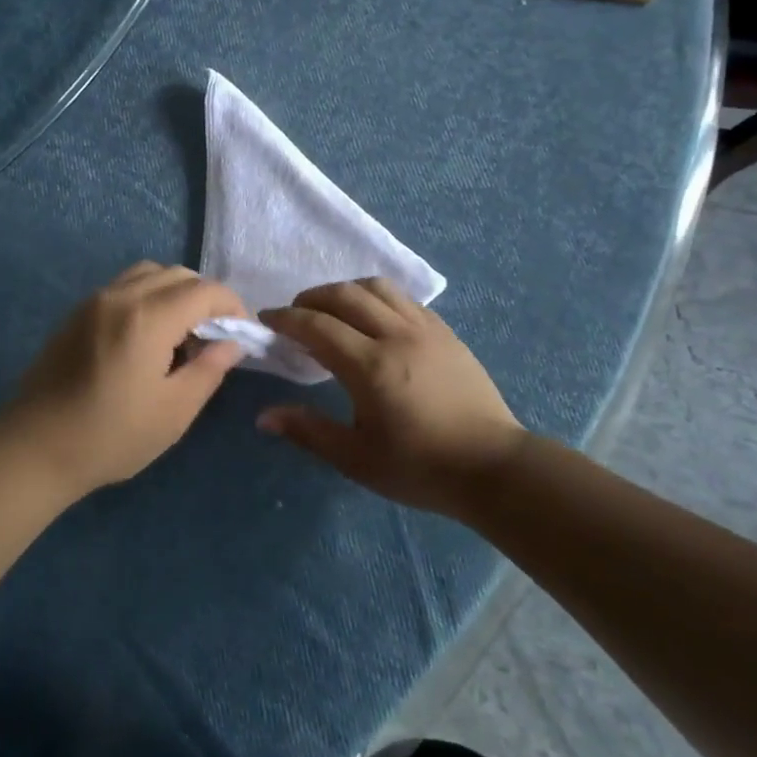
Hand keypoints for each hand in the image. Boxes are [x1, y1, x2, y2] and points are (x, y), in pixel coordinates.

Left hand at [0, 262, 247, 500]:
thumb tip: (232, 343)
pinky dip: (148, 296)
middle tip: (214, 336)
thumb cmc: (110, 436)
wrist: (34, 448)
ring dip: (175, 292)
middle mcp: (121, 296)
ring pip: (149, 273)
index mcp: (148, 318)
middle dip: (206, 298)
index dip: (232, 307)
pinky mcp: (78, 312)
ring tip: (180, 333)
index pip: (205, 291)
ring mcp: (95, 300)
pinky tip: (147, 336)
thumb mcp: (173, 411)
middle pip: (178, 274)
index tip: (242, 334)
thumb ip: (209, 369)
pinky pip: (125, 286)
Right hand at [257, 278, 523, 517]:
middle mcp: (396, 335)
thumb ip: (308, 431)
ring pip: (377, 288)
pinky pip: (404, 299)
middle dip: (312, 297)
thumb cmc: (420, 467)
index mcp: (370, 366)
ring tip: (332, 310)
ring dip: (346, 290)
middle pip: (345, 295)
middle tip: (295, 313)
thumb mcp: (356, 458)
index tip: (266, 319)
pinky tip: (373, 318)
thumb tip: (264, 416)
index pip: (317, 325)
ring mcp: (425, 329)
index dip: (286, 318)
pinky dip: (377, 298)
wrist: (493, 468)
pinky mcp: (445, 332)